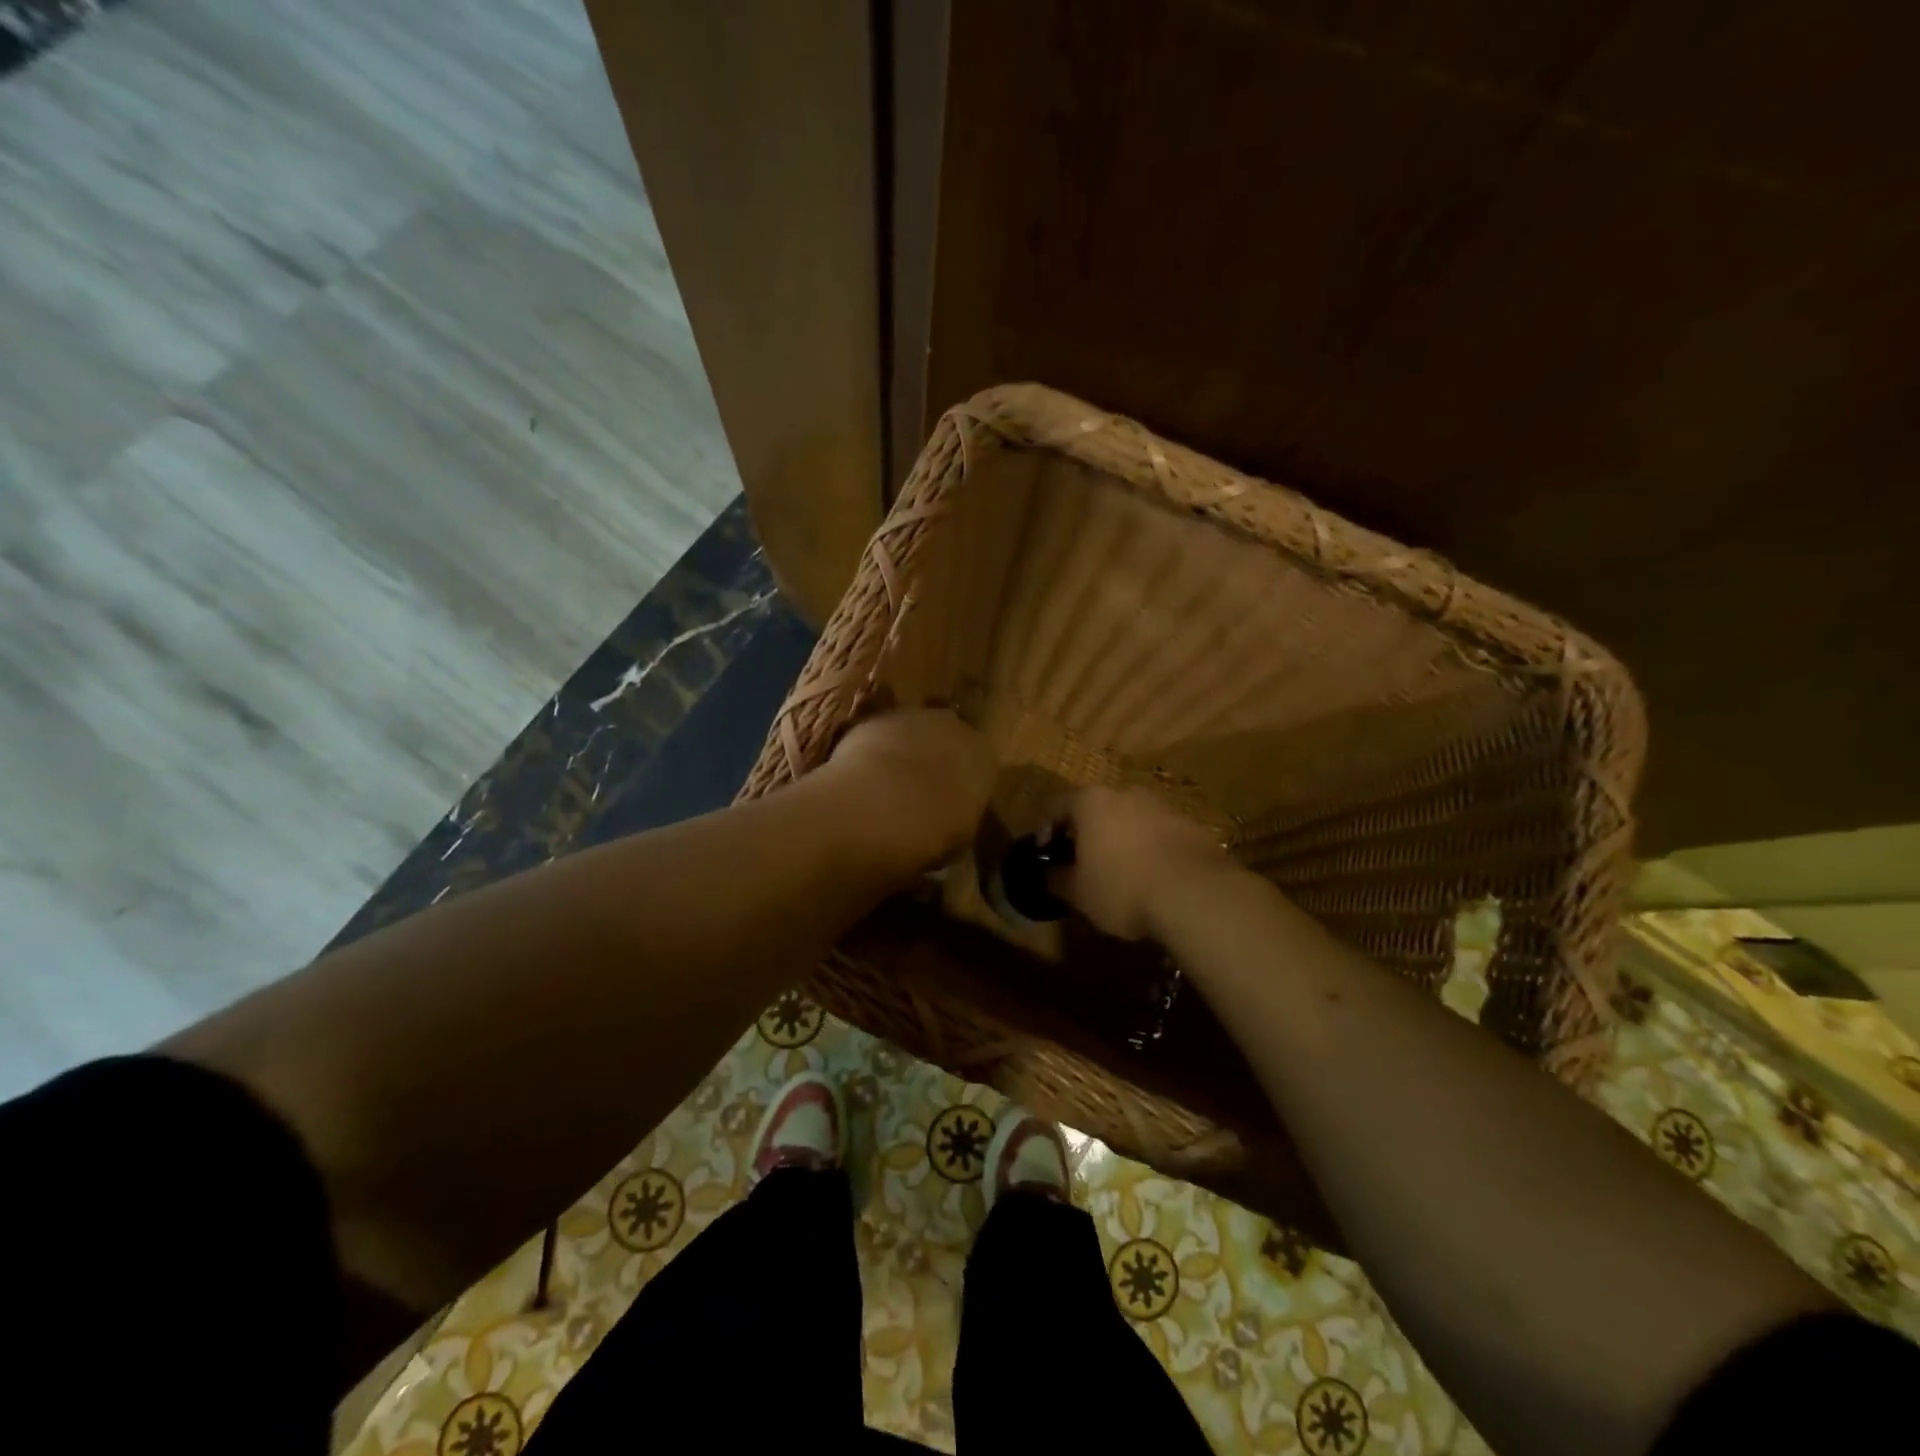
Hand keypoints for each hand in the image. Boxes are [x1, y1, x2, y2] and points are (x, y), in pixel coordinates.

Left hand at [819, 707, 996, 872]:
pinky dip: (875, 754)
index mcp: (984, 758)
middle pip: (949, 743)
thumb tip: (949, 822)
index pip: (981, 769)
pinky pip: (882, 737)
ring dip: (905, 755)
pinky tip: (863, 780)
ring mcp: (915, 718)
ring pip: (914, 735)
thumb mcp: (957, 840)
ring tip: (886, 790)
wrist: (876, 805)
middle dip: (936, 764)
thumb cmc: (929, 832)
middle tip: (919, 797)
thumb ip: (959, 820)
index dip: (964, 789)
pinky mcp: (876, 719)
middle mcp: (955, 728)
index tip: (950, 809)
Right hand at [1050, 786, 1227, 940]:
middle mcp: (1125, 793)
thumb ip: (1056, 880)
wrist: (1195, 893)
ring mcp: (1162, 805)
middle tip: (1080, 860)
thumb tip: (1047, 875)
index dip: (1045, 828)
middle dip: (1086, 832)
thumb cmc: (1122, 888)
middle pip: (1096, 807)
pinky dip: (1148, 847)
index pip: (1056, 805)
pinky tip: (1151, 876)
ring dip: (1120, 838)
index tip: (1044, 853)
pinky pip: (1158, 832)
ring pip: (1130, 818)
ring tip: (1118, 870)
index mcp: (1091, 802)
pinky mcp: (1191, 824)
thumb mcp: (1078, 893)